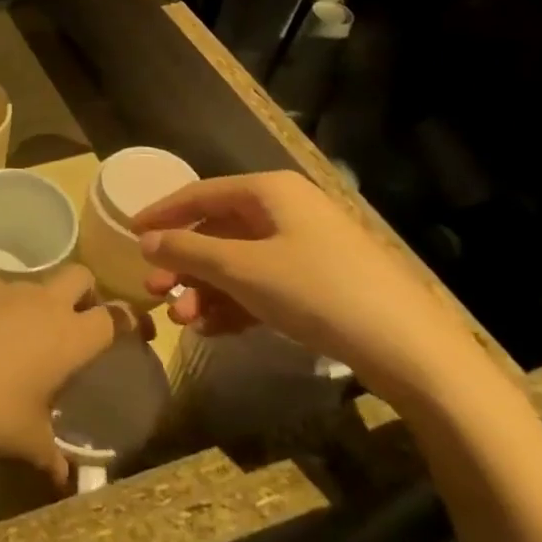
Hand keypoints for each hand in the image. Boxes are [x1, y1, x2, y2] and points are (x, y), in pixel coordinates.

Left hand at [0, 265, 118, 485]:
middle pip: (81, 276)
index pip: (115, 316)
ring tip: (21, 339)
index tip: (136, 331)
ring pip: (36, 284)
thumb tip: (64, 477)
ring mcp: (7, 288)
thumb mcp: (27, 440)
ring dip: (37, 305)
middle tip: (78, 321)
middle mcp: (44, 302)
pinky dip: (0, 307)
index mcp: (71, 336)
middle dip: (86, 292)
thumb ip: (51, 454)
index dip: (130, 320)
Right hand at [134, 171, 496, 411]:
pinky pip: (263, 284)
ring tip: (183, 320)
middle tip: (154, 291)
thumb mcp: (243, 269)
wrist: (412, 350)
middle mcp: (286, 210)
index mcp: (269, 191)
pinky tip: (215, 329)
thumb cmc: (318, 291)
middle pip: (218, 230)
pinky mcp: (321, 282)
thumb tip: (146, 240)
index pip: (200, 193)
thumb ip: (188, 250)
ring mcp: (306, 246)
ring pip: (239, 261)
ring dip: (206, 289)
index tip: (129, 234)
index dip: (162, 213)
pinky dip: (236, 303)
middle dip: (184, 263)